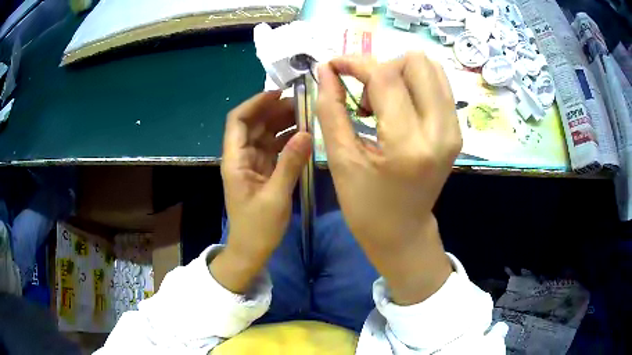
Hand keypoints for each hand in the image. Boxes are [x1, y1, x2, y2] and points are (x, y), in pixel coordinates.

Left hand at [211, 91, 311, 293]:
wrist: (251, 250)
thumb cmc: (257, 227)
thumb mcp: (275, 196)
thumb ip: (290, 163)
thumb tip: (307, 133)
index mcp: (235, 160)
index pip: (239, 120)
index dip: (255, 103)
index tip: (279, 93)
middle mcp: (241, 156)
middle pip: (254, 124)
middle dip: (274, 110)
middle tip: (302, 104)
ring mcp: (252, 163)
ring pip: (265, 134)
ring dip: (282, 123)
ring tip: (306, 115)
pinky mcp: (263, 171)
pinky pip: (274, 148)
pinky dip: (287, 139)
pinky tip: (303, 135)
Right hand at [317, 53, 461, 304]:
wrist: (404, 232)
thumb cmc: (366, 207)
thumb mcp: (341, 159)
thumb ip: (331, 108)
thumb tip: (325, 70)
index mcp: (408, 145)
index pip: (385, 77)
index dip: (355, 63)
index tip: (333, 66)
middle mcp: (441, 131)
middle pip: (416, 62)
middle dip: (382, 67)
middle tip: (365, 97)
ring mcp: (454, 129)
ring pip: (431, 68)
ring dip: (399, 73)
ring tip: (382, 102)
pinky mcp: (456, 130)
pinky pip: (439, 85)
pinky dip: (414, 83)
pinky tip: (398, 106)